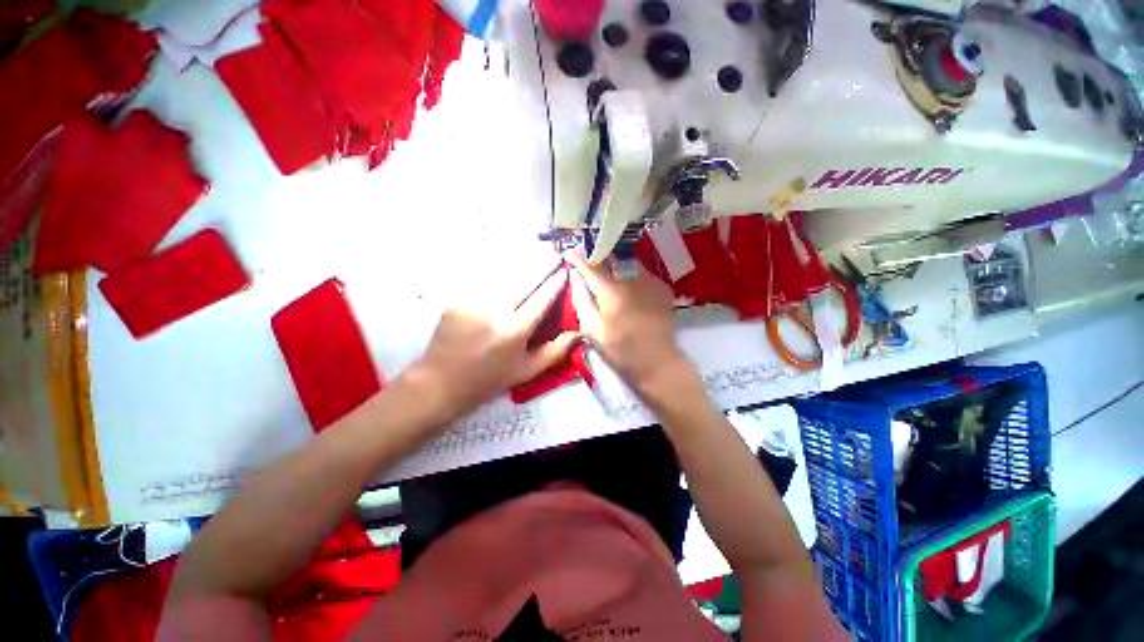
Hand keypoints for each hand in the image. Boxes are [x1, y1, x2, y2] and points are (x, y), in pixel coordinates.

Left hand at [406, 269, 579, 422]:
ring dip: (522, 265)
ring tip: (535, 255)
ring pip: (504, 276)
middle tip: (555, 255)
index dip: (555, 283)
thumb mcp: (526, 371)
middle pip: (524, 281)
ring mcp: (474, 302)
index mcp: (515, 331)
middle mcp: (496, 312)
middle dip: (542, 266)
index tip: (565, 271)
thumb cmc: (489, 378)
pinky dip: (498, 271)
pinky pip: (483, 281)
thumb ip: (555, 352)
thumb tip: (577, 333)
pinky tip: (507, 266)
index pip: (542, 299)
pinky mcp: (458, 299)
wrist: (442, 381)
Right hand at [567, 251, 696, 399]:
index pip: (592, 265)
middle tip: (588, 266)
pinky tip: (628, 290)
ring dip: (615, 267)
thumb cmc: (621, 351)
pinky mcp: (662, 286)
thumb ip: (581, 300)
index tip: (569, 252)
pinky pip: (641, 273)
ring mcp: (651, 281)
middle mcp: (633, 279)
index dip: (579, 257)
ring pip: (627, 263)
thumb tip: (575, 276)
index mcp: (613, 292)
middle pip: (610, 259)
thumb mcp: (592, 330)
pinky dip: (630, 276)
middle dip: (597, 259)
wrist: (658, 362)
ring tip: (608, 278)